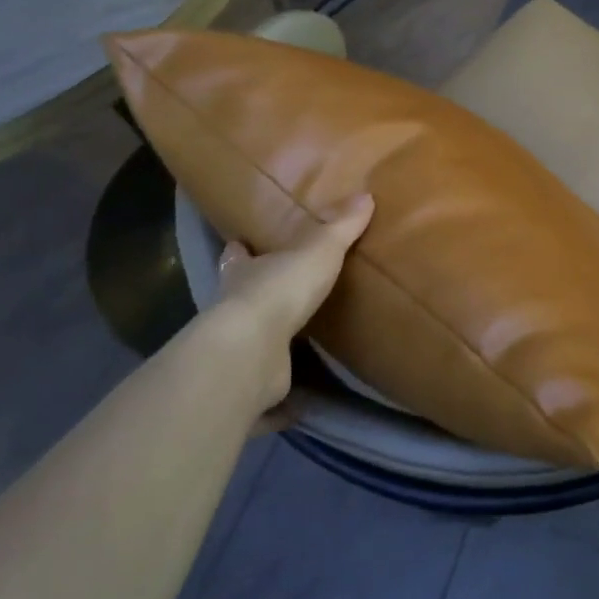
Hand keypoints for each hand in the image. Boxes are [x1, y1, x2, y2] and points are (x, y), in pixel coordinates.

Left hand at [199, 193, 373, 424]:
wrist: (252, 352)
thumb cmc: (280, 290)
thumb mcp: (318, 249)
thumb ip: (341, 226)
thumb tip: (366, 195)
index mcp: (242, 274)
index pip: (236, 256)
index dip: (240, 250)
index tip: (241, 244)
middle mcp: (232, 311)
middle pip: (239, 299)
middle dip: (252, 297)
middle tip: (279, 296)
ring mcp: (238, 352)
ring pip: (249, 346)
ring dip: (266, 346)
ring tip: (295, 347)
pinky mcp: (248, 388)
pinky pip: (265, 394)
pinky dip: (277, 401)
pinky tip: (297, 403)